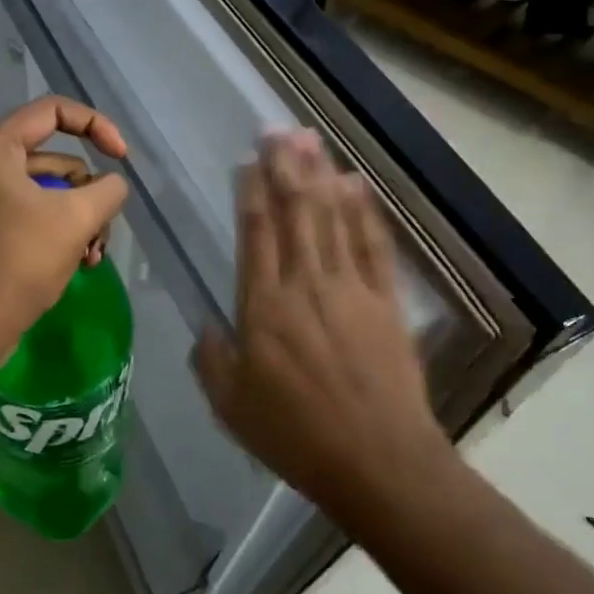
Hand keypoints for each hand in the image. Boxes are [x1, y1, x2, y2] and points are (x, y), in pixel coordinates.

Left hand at [0, 97, 129, 365]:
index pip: (55, 110)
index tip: (122, 156)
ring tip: (92, 255)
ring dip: (82, 219)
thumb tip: (112, 186)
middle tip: (102, 228)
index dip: (96, 125)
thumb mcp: (76, 218)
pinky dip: (64, 233)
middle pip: (58, 158)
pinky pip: (39, 214)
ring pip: (54, 191)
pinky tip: (82, 263)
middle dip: (89, 193)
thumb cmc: (20, 260)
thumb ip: (107, 189)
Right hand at [194, 131, 445, 521]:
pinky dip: (365, 211)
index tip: (249, 161)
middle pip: (295, 212)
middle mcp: (306, 284)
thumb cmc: (297, 436)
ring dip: (320, 175)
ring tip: (309, 139)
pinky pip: (374, 245)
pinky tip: (357, 183)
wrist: (379, 463)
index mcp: (264, 307)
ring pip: (332, 218)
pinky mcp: (386, 301)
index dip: (251, 192)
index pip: (256, 234)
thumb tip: (208, 328)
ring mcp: (351, 288)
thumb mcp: (232, 407)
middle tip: (277, 129)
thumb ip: (212, 361)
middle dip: (285, 167)